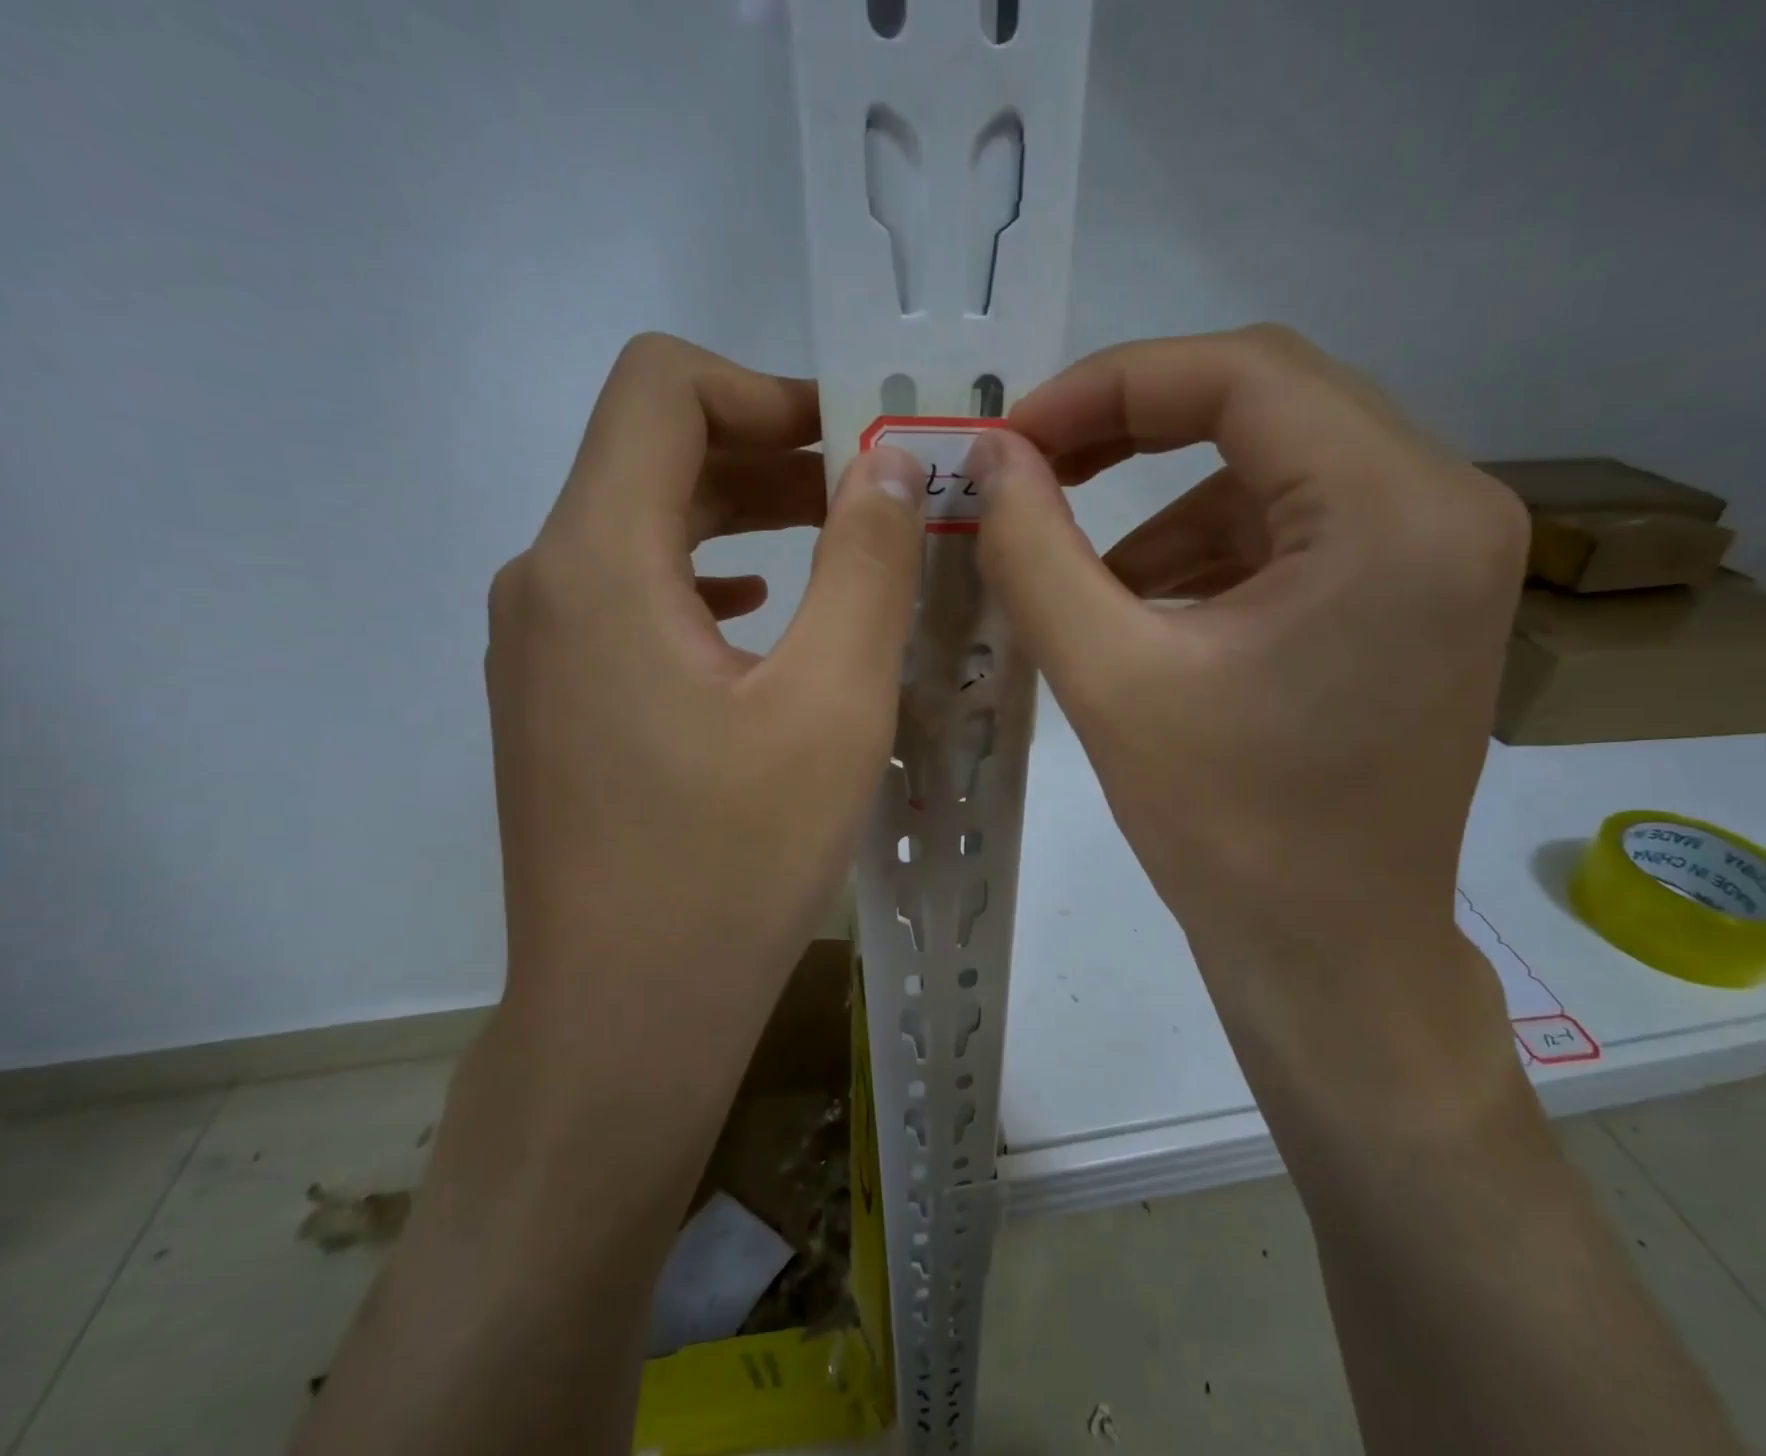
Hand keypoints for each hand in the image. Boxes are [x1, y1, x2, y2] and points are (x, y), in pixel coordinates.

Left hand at [484, 333, 923, 1094]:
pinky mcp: (558, 699)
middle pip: (652, 454)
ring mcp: (541, 647)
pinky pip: (634, 595)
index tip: (854, 443)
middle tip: (874, 496)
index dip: (764, 389)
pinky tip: (765, 619)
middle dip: (771, 454)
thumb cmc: (735, 862)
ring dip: (745, 517)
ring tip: (841, 549)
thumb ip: (866, 564)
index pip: (659, 387)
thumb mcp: (832, 704)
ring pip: (645, 528)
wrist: (627, 1013)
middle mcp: (546, 583)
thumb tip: (888, 464)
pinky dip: (709, 578)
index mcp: (598, 562)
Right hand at [969, 326, 1529, 1119]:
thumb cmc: (1226, 831)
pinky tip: (1147, 610)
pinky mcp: (1415, 598)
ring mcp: (1442, 554)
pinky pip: (1298, 529)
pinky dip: (1211, 550)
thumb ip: (1035, 552)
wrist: (1329, 954)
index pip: (1243, 374)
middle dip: (1134, 429)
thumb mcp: (1108, 679)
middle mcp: (1447, 506)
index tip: (1015, 435)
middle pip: (1270, 404)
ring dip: (1168, 504)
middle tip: (1035, 471)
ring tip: (1083, 574)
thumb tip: (990, 458)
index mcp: (1394, 512)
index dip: (1109, 385)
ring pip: (1278, 468)